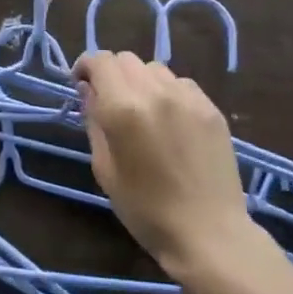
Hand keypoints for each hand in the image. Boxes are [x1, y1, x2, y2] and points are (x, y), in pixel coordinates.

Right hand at [74, 52, 255, 280]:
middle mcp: (155, 92)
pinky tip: (170, 121)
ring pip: (154, 68)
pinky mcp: (211, 108)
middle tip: (109, 101)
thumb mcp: (104, 168)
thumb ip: (94, 121)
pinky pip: (181, 84)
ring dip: (140, 81)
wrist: (208, 234)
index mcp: (123, 108)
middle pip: (126, 59)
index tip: (81, 85)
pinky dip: (167, 92)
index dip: (86, 67)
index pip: (100, 61)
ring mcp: (188, 97)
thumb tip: (88, 91)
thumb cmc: (145, 209)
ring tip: (142, 111)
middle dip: (111, 74)